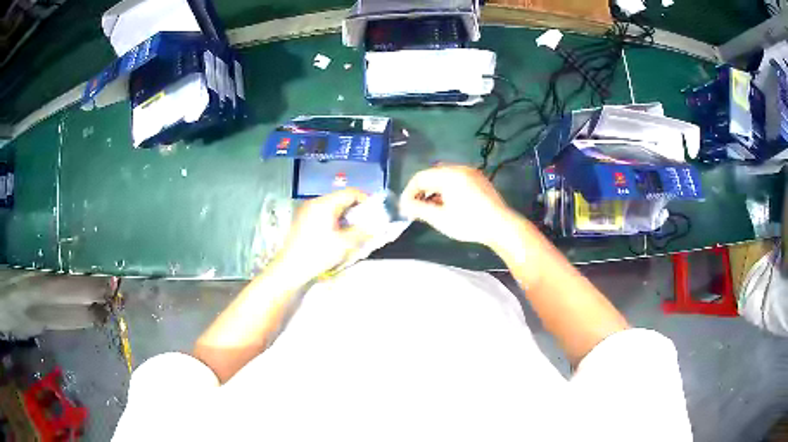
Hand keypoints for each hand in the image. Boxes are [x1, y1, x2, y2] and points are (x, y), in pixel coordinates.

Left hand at [275, 189, 371, 280]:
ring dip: (345, 216)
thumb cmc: (318, 254)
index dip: (366, 200)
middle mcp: (314, 202)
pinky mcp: (302, 220)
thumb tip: (375, 226)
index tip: (375, 212)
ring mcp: (306, 210)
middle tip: (367, 223)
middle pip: (341, 199)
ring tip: (354, 231)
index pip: (351, 193)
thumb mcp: (345, 244)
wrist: (290, 269)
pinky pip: (323, 214)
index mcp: (325, 204)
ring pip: (332, 207)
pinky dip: (334, 220)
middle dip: (356, 210)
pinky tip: (338, 235)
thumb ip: (362, 232)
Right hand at [400, 165, 519, 247]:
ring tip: (430, 207)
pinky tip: (447, 203)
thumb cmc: (469, 223)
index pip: (420, 178)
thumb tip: (405, 205)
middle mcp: (459, 168)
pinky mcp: (479, 179)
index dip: (409, 192)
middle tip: (415, 207)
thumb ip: (419, 209)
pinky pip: (456, 179)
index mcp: (448, 175)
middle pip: (432, 175)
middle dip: (421, 190)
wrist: (501, 226)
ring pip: (444, 176)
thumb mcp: (440, 219)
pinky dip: (447, 188)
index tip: (404, 207)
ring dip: (434, 189)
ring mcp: (471, 172)